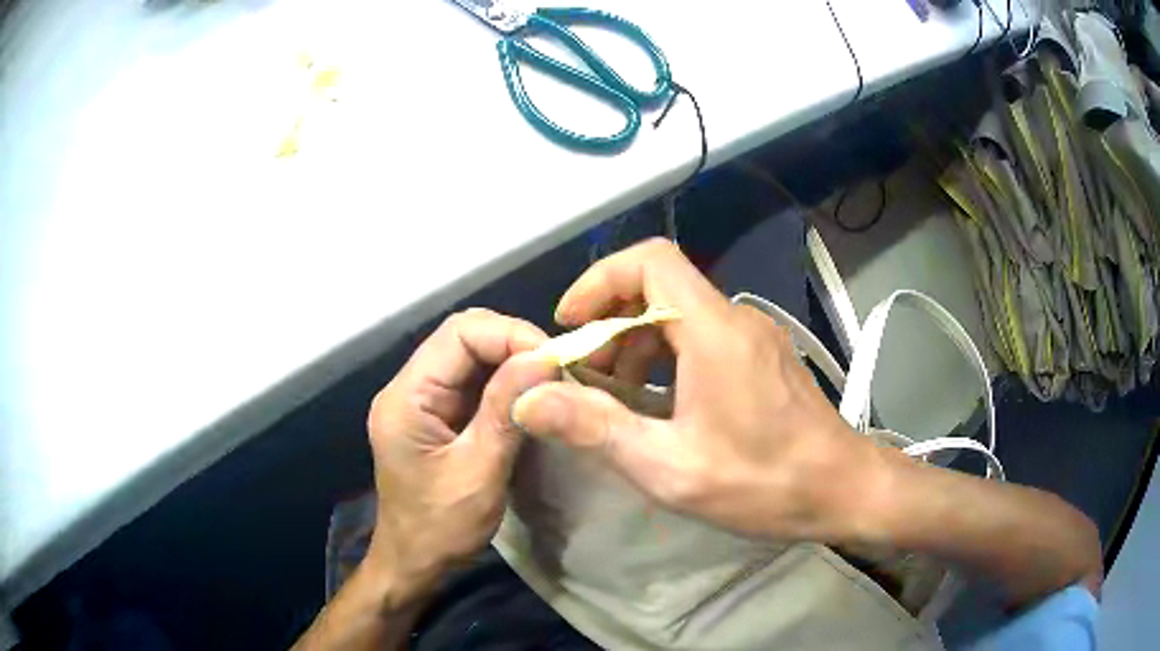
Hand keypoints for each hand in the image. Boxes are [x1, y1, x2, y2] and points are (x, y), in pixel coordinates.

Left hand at [365, 308, 556, 599]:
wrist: (415, 562)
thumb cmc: (441, 528)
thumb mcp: (478, 473)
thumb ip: (506, 412)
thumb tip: (545, 356)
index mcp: (407, 397)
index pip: (459, 334)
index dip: (510, 335)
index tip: (555, 360)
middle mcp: (409, 387)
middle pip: (464, 337)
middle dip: (513, 344)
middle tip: (557, 371)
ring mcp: (422, 399)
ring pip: (471, 355)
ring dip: (513, 362)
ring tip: (550, 382)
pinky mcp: (437, 414)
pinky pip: (473, 381)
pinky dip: (505, 382)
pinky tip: (530, 398)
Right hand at [512, 239, 878, 542]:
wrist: (844, 490)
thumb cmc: (765, 482)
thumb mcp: (671, 467)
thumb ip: (596, 428)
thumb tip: (528, 399)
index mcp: (714, 331)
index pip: (650, 260)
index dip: (600, 280)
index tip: (569, 324)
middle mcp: (735, 320)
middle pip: (660, 288)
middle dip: (610, 324)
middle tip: (585, 378)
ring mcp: (753, 337)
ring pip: (679, 314)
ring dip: (636, 344)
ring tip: (615, 399)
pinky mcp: (761, 357)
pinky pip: (701, 337)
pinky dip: (666, 358)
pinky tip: (658, 406)